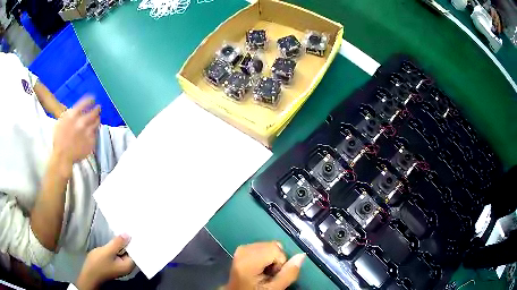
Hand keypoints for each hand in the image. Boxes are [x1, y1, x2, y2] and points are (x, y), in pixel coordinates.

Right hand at [53, 97, 99, 162]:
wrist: (63, 156)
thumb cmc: (59, 139)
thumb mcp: (61, 121)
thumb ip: (70, 114)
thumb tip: (77, 110)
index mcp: (73, 115)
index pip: (85, 102)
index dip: (90, 100)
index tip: (93, 99)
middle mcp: (82, 122)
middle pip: (94, 112)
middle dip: (97, 108)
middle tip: (98, 107)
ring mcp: (87, 132)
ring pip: (96, 122)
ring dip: (97, 119)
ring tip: (97, 118)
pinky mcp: (91, 141)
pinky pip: (95, 134)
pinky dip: (94, 131)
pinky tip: (93, 130)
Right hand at [76, 234, 134, 289]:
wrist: (89, 274)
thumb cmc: (98, 264)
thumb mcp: (107, 251)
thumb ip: (118, 243)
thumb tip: (128, 234)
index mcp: (128, 266)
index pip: (137, 253)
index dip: (136, 242)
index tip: (137, 231)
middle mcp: (126, 266)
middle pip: (131, 252)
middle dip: (130, 241)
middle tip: (131, 227)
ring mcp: (120, 265)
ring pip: (124, 252)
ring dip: (123, 243)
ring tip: (125, 229)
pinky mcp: (114, 263)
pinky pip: (119, 253)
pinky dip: (119, 246)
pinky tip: (117, 238)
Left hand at [226, 241, 305, 289]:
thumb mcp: (274, 288)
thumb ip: (289, 273)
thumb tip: (302, 255)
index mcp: (248, 260)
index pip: (275, 249)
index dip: (280, 262)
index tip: (273, 274)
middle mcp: (243, 249)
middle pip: (272, 245)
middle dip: (276, 259)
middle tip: (269, 273)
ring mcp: (242, 248)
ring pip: (269, 245)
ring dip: (272, 258)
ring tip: (264, 271)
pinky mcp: (242, 249)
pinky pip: (262, 246)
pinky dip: (265, 256)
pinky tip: (259, 267)